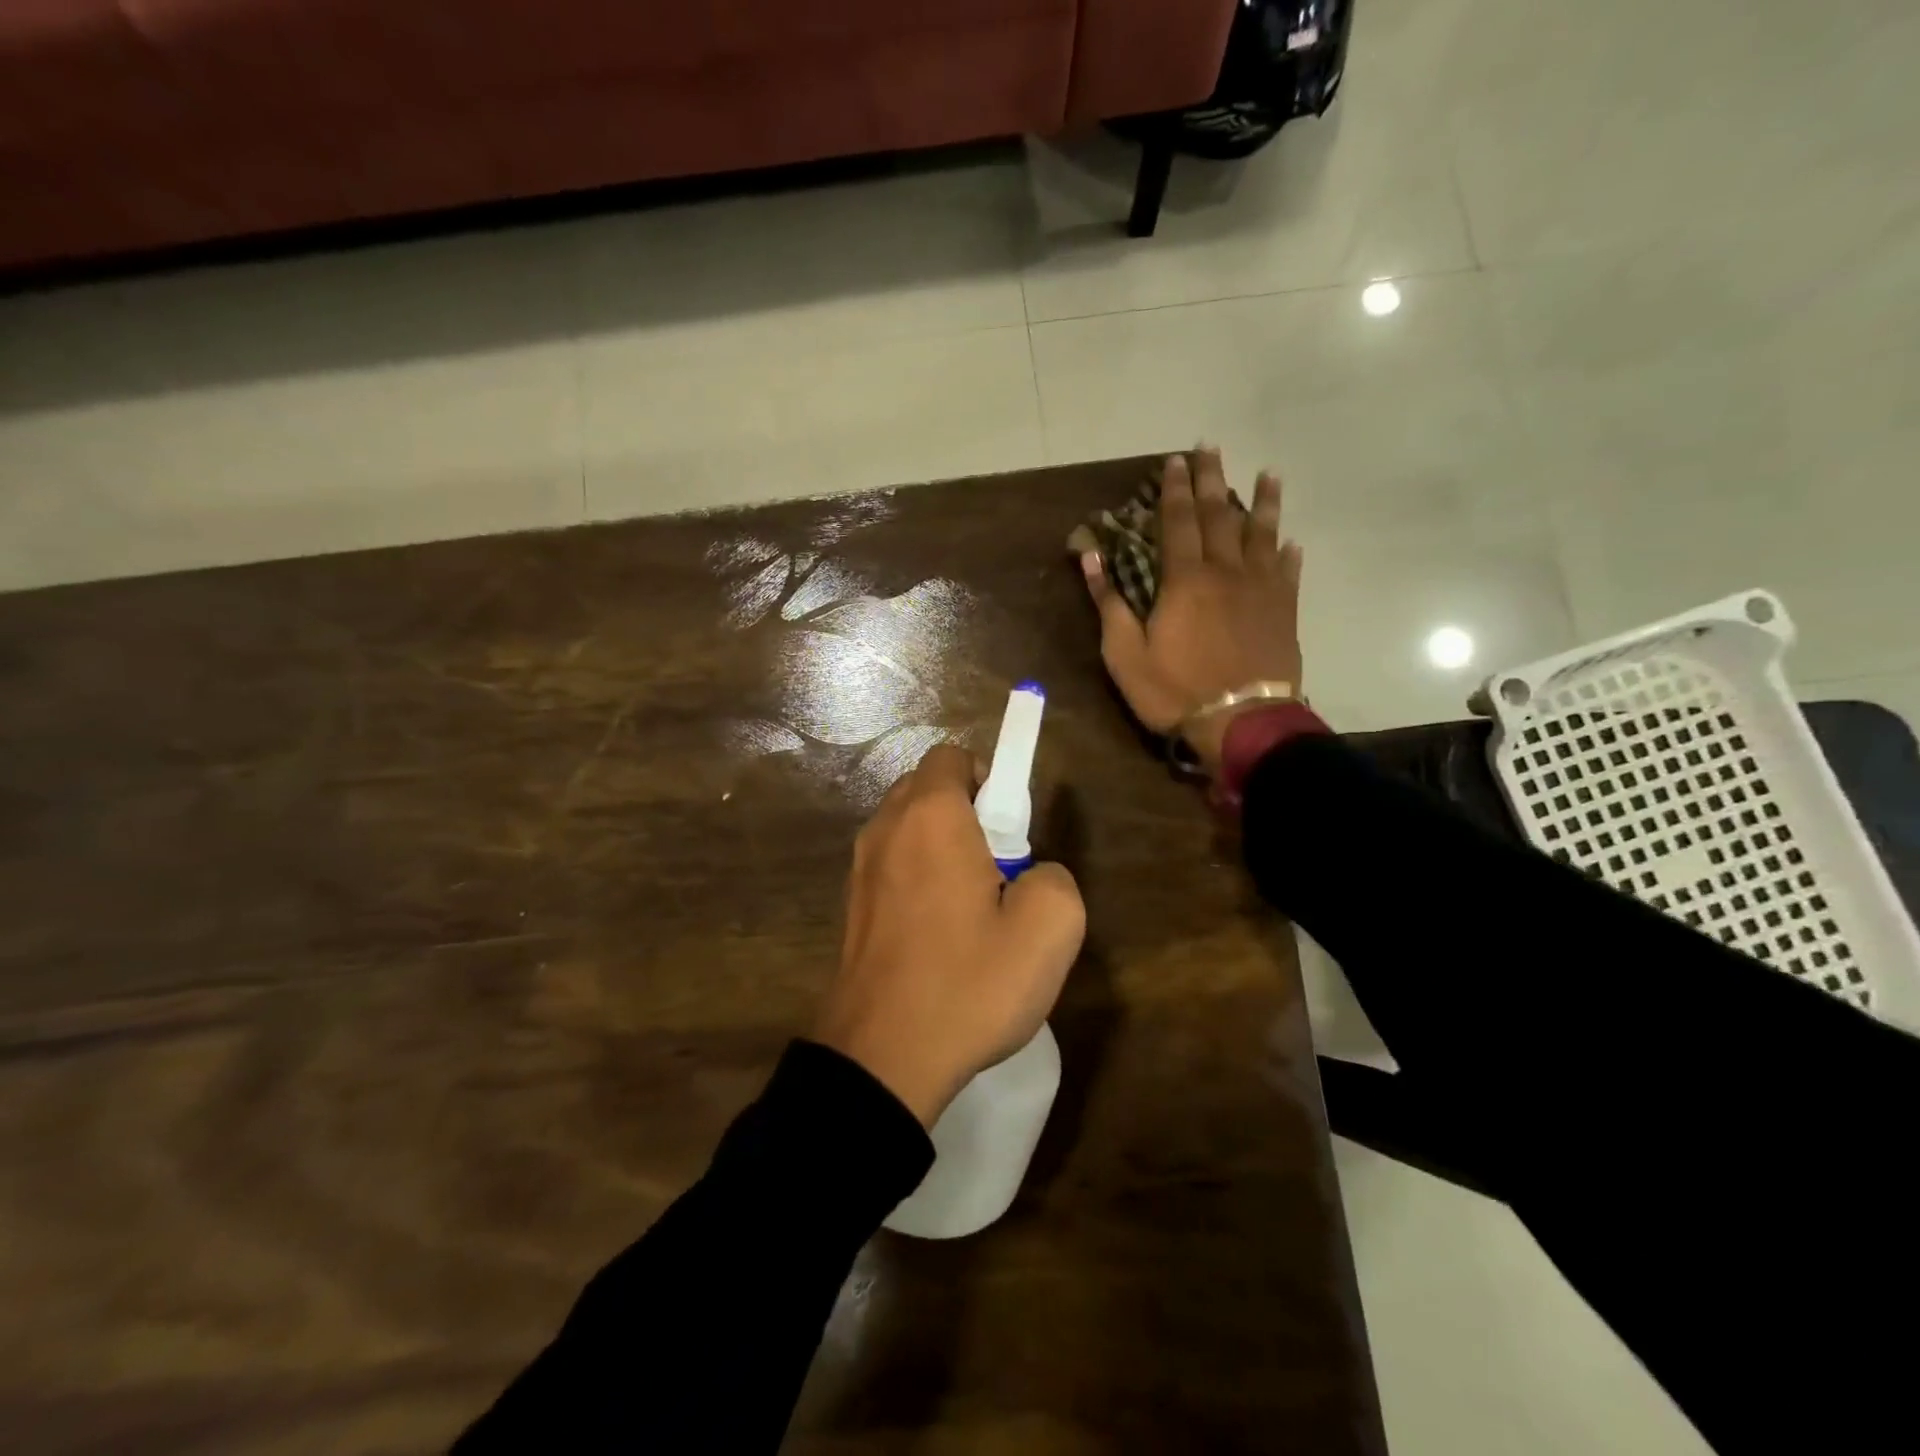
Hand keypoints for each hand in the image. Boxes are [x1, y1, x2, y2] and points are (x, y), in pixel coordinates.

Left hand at [814, 745, 1085, 1127]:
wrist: (881, 1059)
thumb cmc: (967, 983)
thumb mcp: (1049, 928)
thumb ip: (1054, 876)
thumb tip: (1032, 873)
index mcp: (930, 816)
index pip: (952, 756)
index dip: (988, 778)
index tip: (1009, 829)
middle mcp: (885, 828)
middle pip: (927, 789)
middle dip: (966, 812)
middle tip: (997, 869)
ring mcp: (859, 868)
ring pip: (907, 829)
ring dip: (940, 848)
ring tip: (970, 909)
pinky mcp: (849, 907)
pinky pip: (891, 867)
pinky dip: (916, 879)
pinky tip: (938, 936)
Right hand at [1081, 449, 1303, 775]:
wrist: (1242, 721)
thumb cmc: (1175, 690)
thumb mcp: (1125, 653)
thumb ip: (1109, 603)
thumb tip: (1090, 558)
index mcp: (1185, 580)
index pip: (1177, 522)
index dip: (1174, 490)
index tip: (1175, 461)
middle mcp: (1226, 572)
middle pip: (1220, 516)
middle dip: (1213, 480)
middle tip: (1212, 449)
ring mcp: (1261, 589)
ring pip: (1263, 534)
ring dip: (1263, 502)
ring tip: (1268, 474)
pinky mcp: (1284, 610)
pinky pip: (1289, 571)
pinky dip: (1288, 552)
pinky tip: (1290, 539)